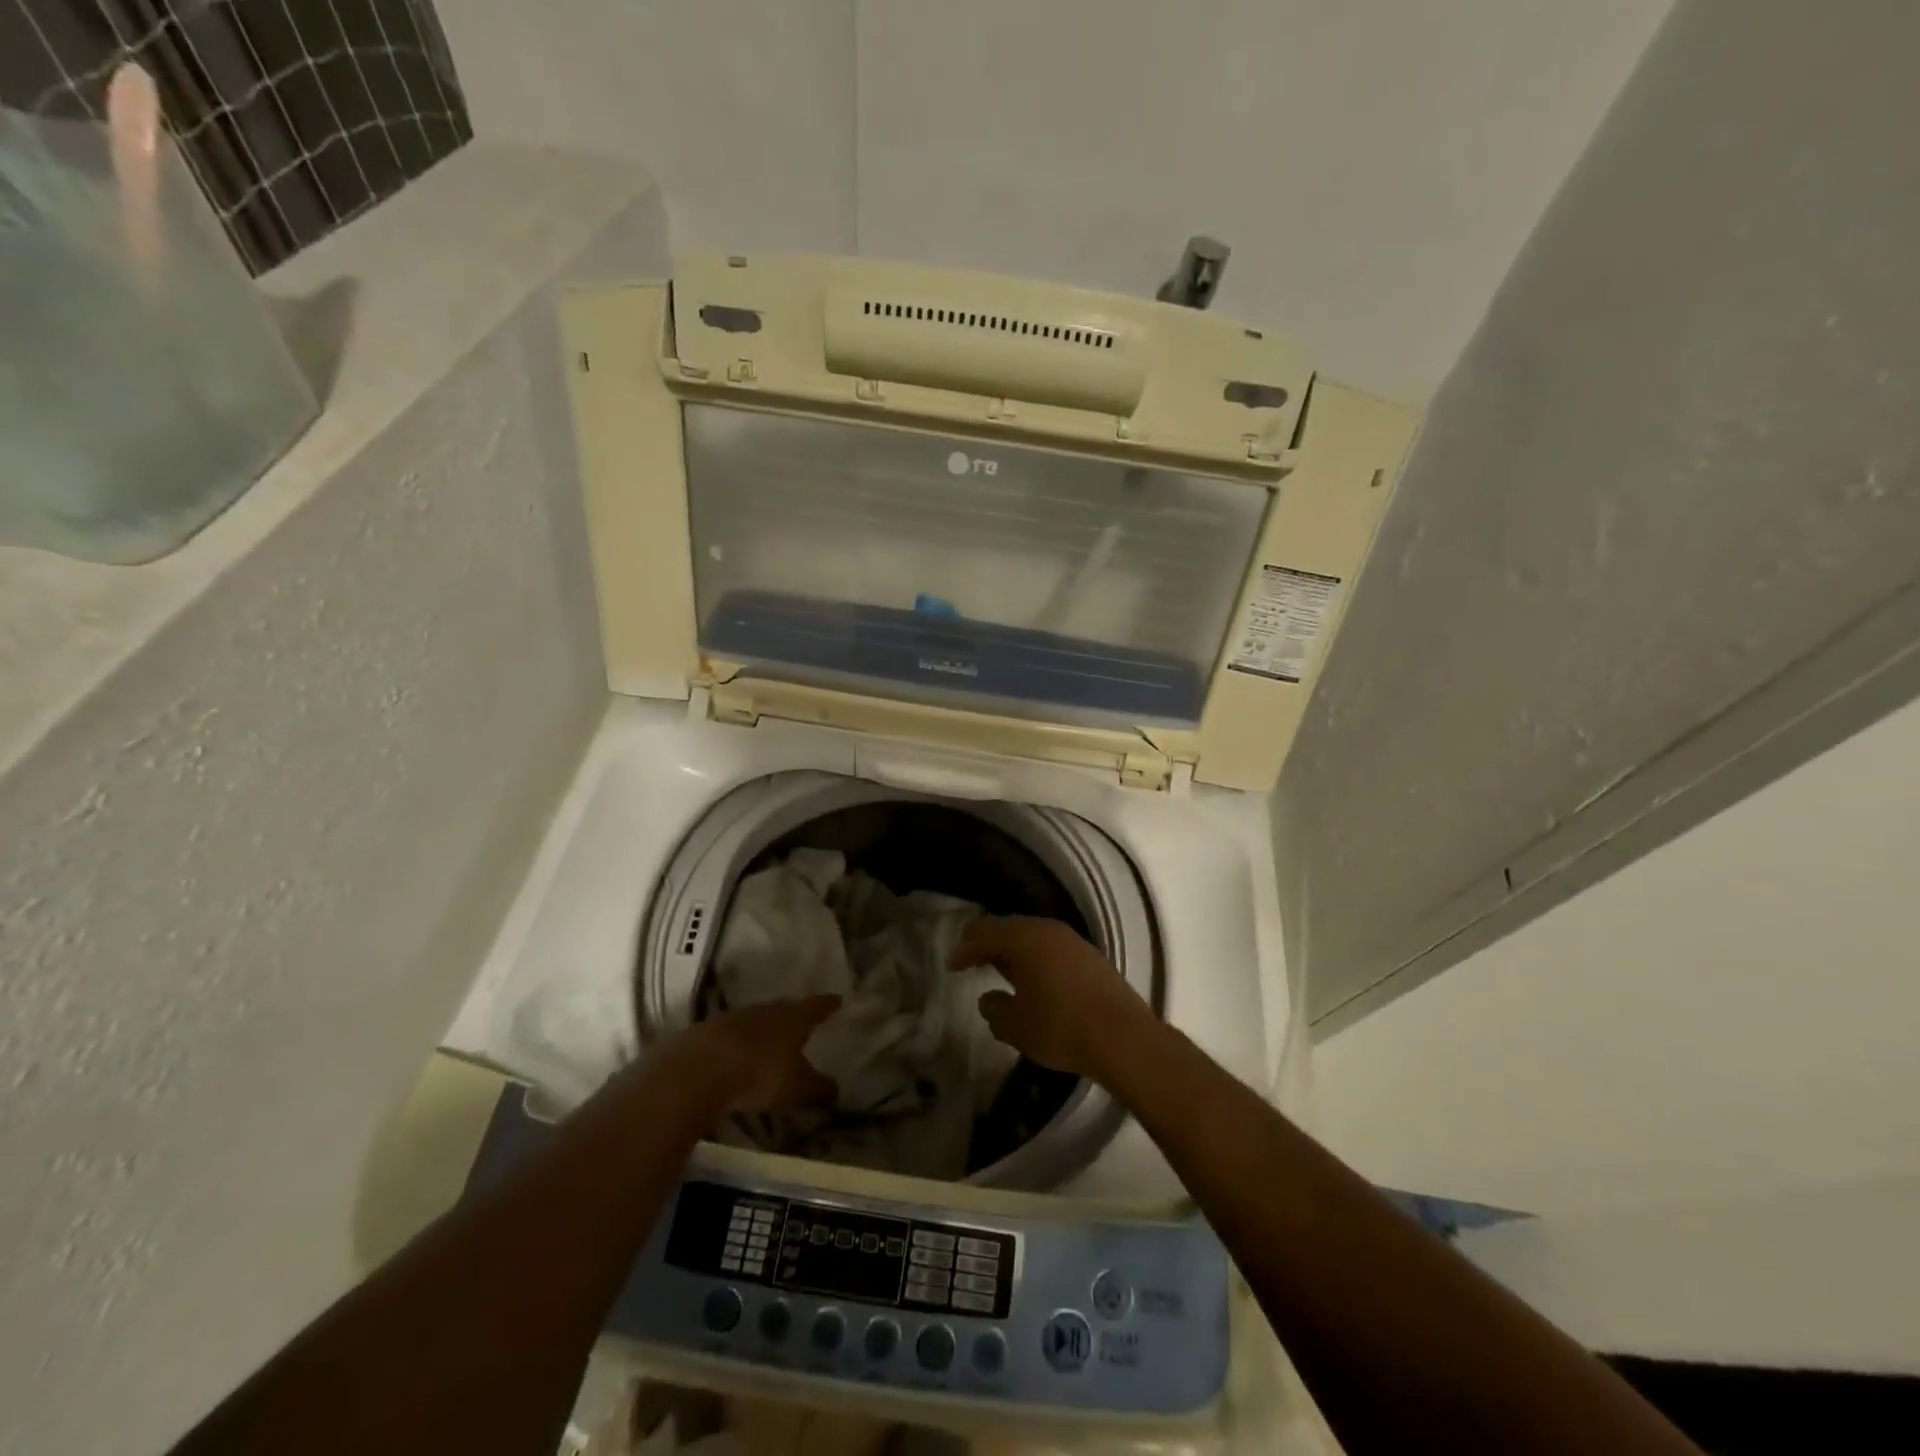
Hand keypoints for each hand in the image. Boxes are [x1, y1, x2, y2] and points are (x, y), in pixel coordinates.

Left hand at [687, 996, 840, 1112]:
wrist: (698, 1069)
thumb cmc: (760, 1073)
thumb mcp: (797, 1088)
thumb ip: (818, 1088)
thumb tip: (836, 1089)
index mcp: (794, 1018)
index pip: (817, 1006)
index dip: (828, 1005)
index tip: (837, 1000)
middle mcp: (766, 1010)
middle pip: (785, 1009)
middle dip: (794, 1016)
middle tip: (802, 1022)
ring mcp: (733, 1018)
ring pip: (755, 1020)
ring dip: (762, 1030)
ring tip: (769, 1043)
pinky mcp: (705, 1032)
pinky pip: (729, 1036)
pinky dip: (736, 1045)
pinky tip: (735, 1058)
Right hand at [949, 916, 1153, 1081]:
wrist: (1123, 1037)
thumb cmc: (1061, 1028)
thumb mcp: (1017, 1026)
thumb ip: (996, 1010)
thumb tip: (988, 999)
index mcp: (1024, 939)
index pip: (985, 934)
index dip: (965, 949)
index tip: (951, 963)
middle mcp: (1048, 931)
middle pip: (1009, 928)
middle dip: (988, 941)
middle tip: (971, 955)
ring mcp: (1073, 941)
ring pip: (1033, 936)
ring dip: (1014, 948)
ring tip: (1000, 966)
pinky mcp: (1091, 957)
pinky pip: (1052, 947)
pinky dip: (1035, 956)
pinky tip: (1034, 976)